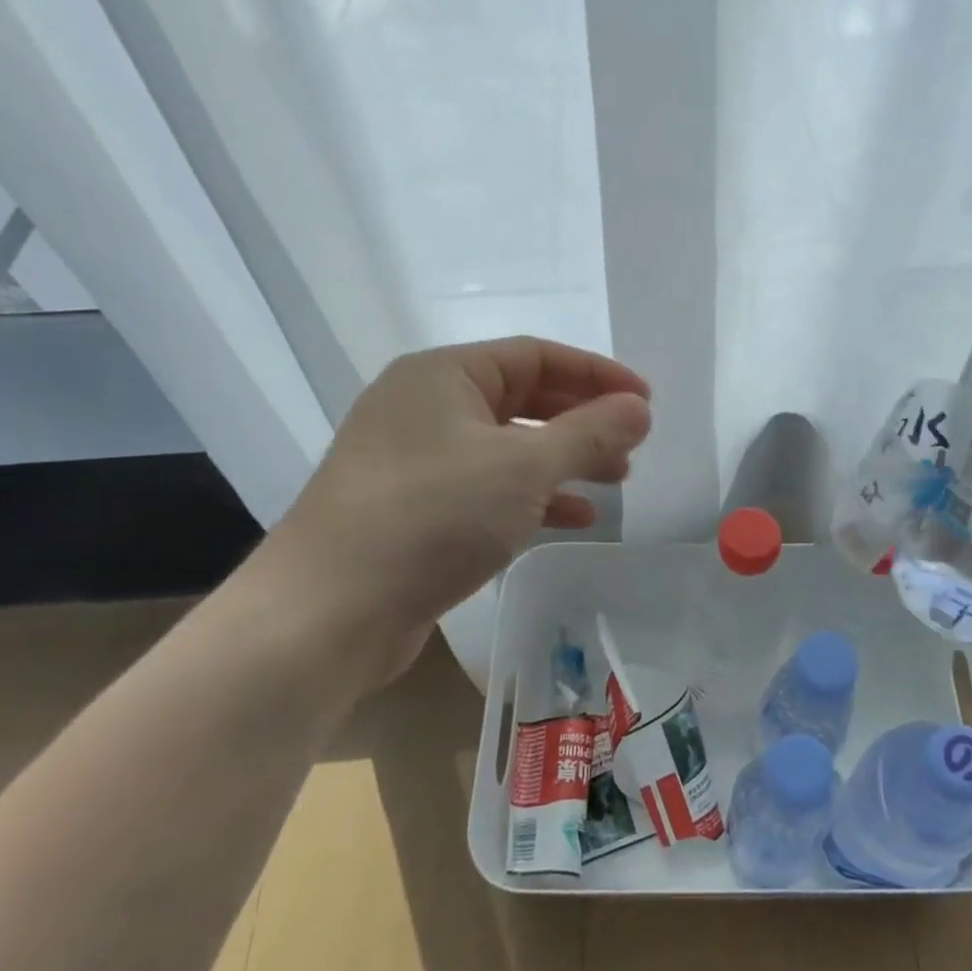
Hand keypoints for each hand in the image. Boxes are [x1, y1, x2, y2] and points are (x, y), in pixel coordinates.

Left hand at [254, 337, 651, 684]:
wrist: (326, 614)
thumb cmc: (432, 517)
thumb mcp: (523, 468)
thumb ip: (589, 433)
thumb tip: (640, 408)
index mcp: (443, 375)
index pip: (536, 356)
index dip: (597, 375)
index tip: (645, 401)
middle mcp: (424, 406)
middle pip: (522, 399)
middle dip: (582, 420)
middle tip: (631, 445)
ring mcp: (414, 460)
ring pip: (506, 447)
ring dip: (563, 460)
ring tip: (615, 480)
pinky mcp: (413, 509)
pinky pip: (486, 487)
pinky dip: (532, 497)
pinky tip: (574, 517)